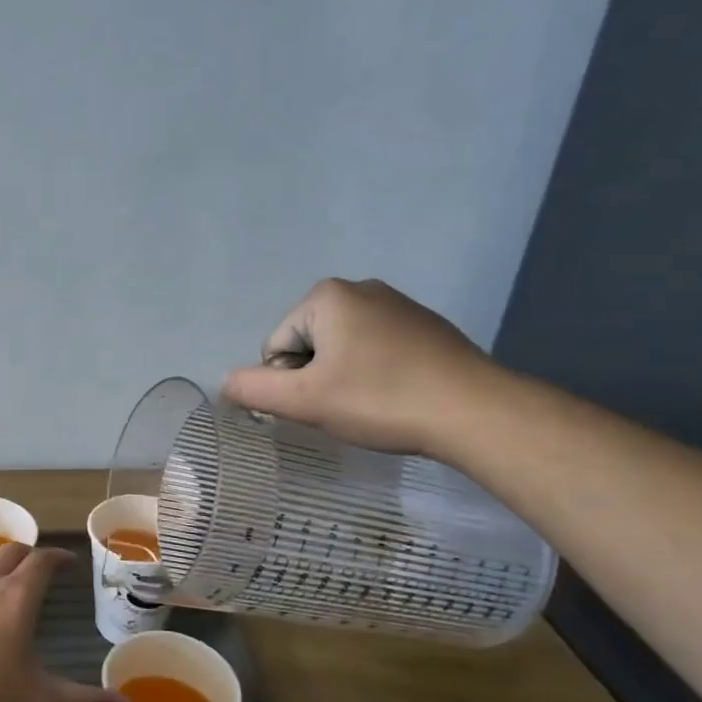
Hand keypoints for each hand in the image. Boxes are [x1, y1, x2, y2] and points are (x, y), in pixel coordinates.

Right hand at [221, 278, 500, 457]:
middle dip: (316, 378)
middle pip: (307, 345)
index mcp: (326, 296)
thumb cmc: (380, 399)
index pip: (276, 347)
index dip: (288, 383)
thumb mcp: (303, 400)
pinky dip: (375, 374)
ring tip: (373, 404)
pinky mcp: (425, 326)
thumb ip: (253, 389)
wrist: (476, 412)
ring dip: (343, 378)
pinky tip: (397, 396)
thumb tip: (225, 384)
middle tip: (344, 407)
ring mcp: (398, 305)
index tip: (321, 404)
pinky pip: (376, 350)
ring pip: (341, 350)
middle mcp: (360, 288)